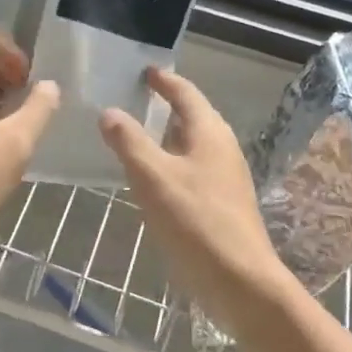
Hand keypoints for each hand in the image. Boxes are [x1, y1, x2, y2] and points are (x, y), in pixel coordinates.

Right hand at [99, 67, 293, 332]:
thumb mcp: (153, 177)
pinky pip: (193, 167)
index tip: (144, 70)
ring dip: (167, 135)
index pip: (185, 92)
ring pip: (192, 143)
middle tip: (133, 98)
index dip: (163, 80)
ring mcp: (226, 176)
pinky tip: (153, 177)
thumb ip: (129, 141)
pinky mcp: (223, 202)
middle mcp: (222, 147)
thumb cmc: (196, 221)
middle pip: (192, 115)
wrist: (241, 281)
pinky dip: (171, 161)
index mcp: (209, 132)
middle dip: (165, 105)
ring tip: (137, 135)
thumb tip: (109, 112)